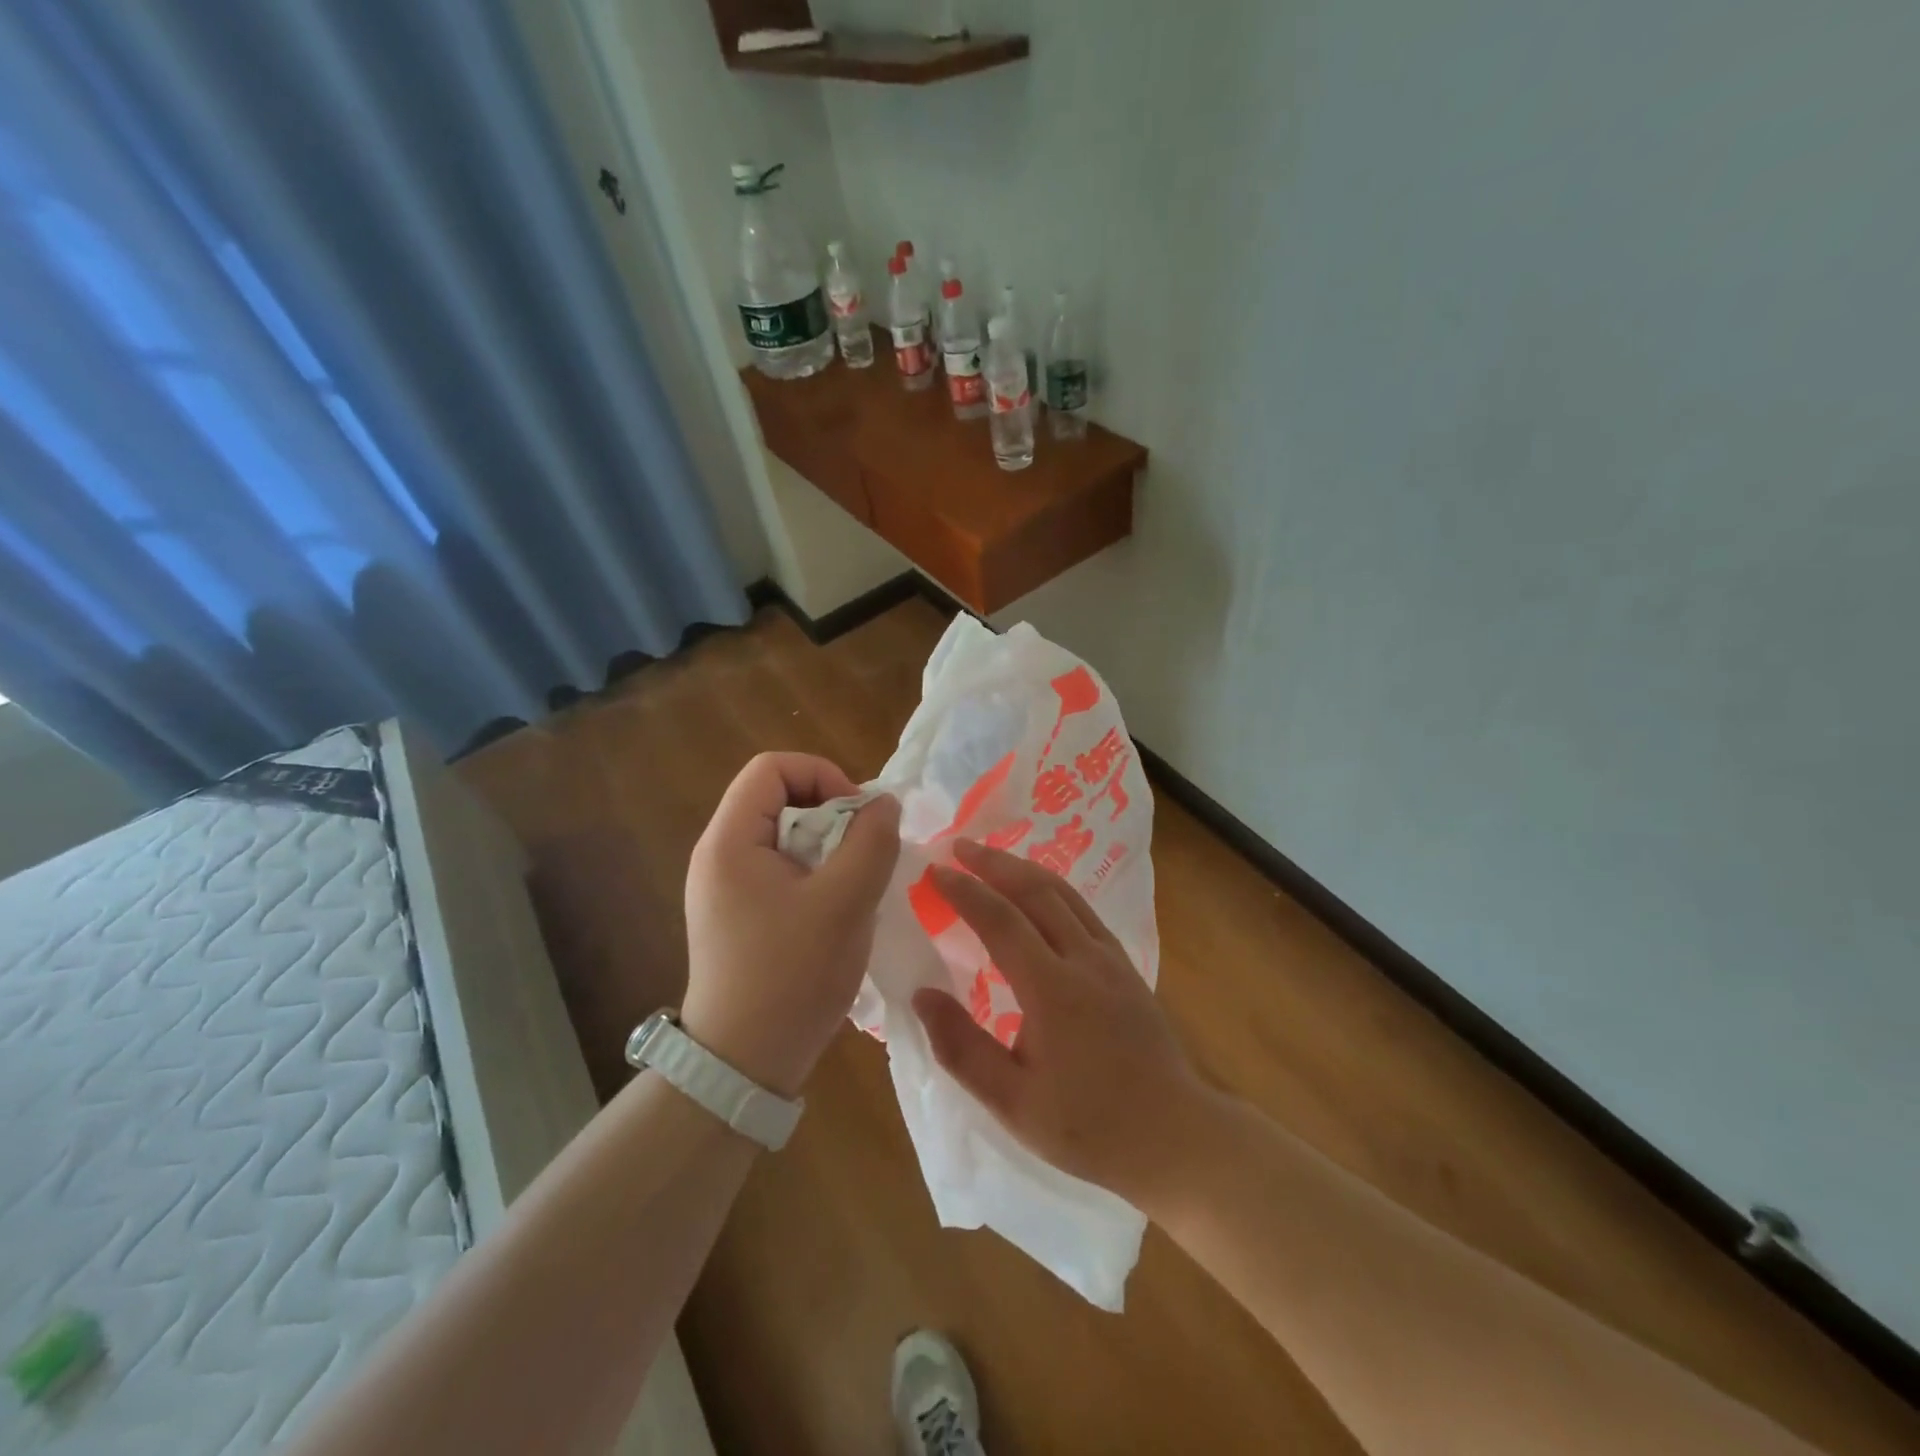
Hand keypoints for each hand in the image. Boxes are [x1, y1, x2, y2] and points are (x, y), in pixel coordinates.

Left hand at [682, 753, 899, 1099]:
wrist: (743, 1065)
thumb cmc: (792, 976)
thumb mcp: (845, 903)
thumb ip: (871, 842)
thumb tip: (884, 803)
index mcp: (730, 841)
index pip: (771, 767)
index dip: (822, 775)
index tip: (857, 817)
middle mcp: (719, 854)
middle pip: (779, 798)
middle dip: (831, 814)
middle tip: (864, 854)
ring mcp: (726, 887)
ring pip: (786, 836)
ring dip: (829, 848)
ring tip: (856, 885)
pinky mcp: (738, 914)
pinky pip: (781, 869)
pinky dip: (816, 874)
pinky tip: (838, 910)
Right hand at [912, 840, 1214, 1209]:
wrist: (1174, 1136)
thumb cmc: (1088, 1126)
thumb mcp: (1012, 1102)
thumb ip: (962, 1046)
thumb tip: (921, 994)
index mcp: (1052, 989)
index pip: (1001, 921)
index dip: (965, 891)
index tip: (935, 871)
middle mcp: (1084, 959)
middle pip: (1036, 891)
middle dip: (994, 863)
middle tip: (959, 846)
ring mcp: (1111, 959)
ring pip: (1064, 894)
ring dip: (1024, 869)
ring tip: (993, 858)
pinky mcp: (1126, 966)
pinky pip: (1084, 910)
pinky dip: (1053, 889)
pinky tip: (1040, 894)